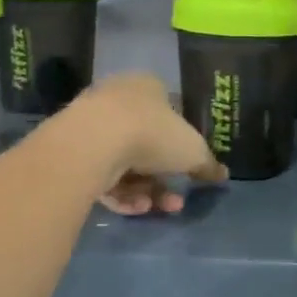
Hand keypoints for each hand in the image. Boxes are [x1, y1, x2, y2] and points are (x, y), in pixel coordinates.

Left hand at [59, 74, 225, 215]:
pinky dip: (122, 194)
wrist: (94, 143)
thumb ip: (208, 164)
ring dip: (146, 191)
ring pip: (127, 165)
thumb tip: (223, 175)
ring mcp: (93, 127)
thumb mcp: (193, 151)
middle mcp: (119, 102)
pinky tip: (135, 207)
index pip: (170, 114)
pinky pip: (104, 177)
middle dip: (164, 179)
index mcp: (148, 88)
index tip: (190, 170)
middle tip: (176, 200)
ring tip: (156, 208)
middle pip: (148, 146)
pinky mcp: (73, 154)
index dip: (182, 144)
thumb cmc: (153, 133)